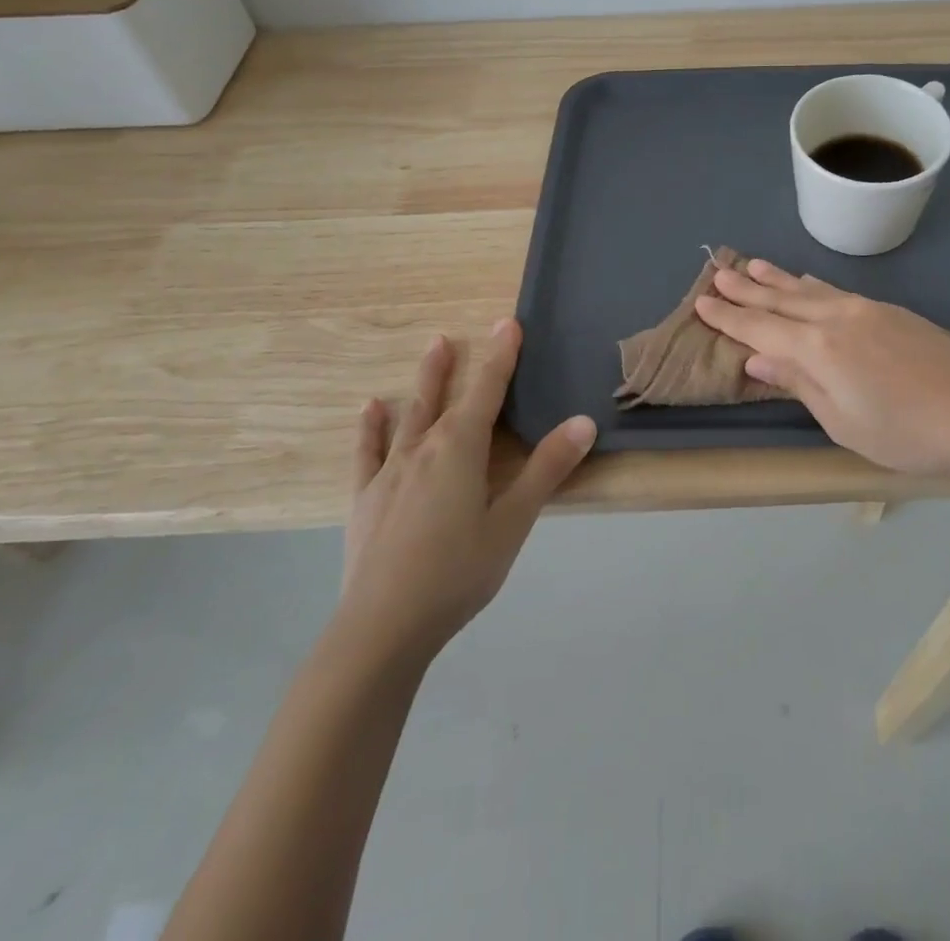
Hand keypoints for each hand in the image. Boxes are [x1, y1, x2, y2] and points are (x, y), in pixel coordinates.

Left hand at [336, 319, 595, 663]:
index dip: (501, 356)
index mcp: (461, 449)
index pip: (487, 390)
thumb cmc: (457, 573)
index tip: (508, 322)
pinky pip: (369, 451)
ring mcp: (389, 472)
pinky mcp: (366, 497)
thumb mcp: (512, 523)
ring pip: (410, 415)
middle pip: (445, 396)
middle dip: (458, 364)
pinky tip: (372, 409)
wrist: (382, 626)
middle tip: (455, 333)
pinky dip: (372, 427)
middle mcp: (423, 448)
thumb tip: (583, 421)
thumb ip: (546, 469)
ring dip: (424, 382)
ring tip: (430, 349)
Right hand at [695, 259, 949, 479]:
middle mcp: (836, 317)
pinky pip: (835, 290)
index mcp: (817, 348)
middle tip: (717, 272)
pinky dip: (811, 285)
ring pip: (809, 288)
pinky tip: (807, 283)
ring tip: (753, 265)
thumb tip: (757, 357)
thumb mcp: (842, 421)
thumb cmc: (906, 432)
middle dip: (746, 289)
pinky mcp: (890, 311)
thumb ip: (799, 383)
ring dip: (777, 279)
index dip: (729, 317)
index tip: (702, 302)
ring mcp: (866, 309)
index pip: (760, 327)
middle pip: (781, 300)